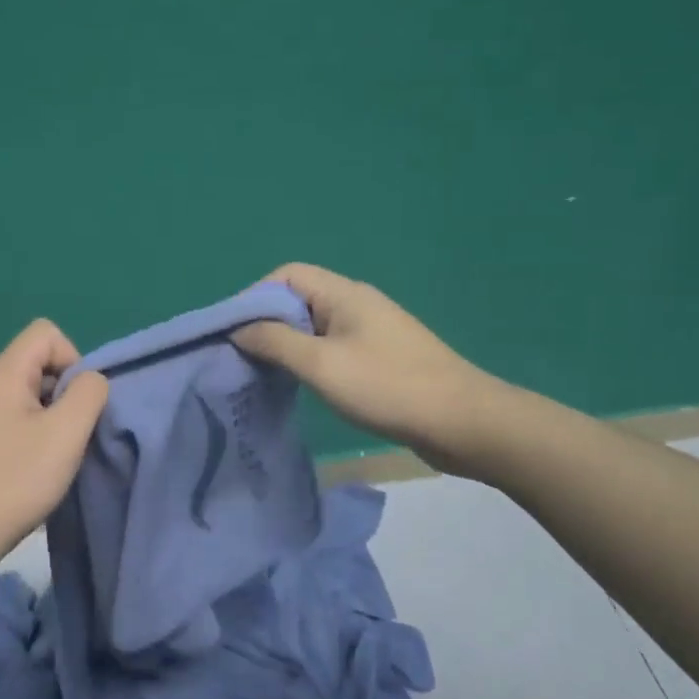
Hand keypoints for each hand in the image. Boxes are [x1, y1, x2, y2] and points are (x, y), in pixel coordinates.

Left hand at [0, 319, 108, 582]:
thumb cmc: (13, 480)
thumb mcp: (66, 433)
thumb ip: (89, 394)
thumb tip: (92, 381)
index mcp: (4, 374)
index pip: (46, 333)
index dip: (73, 358)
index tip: (78, 403)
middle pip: (39, 364)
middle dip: (66, 393)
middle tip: (72, 435)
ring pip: (30, 398)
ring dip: (53, 422)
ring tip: (57, 459)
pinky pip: (16, 424)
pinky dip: (35, 441)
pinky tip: (35, 474)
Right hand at [232, 263, 510, 475]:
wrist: (464, 423)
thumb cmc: (388, 387)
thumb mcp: (321, 365)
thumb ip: (275, 342)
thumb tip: (239, 329)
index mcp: (344, 294)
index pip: (287, 275)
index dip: (255, 297)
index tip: (234, 332)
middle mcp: (356, 304)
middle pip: (299, 299)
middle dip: (267, 323)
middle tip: (243, 357)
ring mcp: (371, 331)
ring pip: (315, 327)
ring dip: (288, 345)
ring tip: (265, 373)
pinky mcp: (381, 358)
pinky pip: (333, 348)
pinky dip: (310, 360)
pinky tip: (301, 386)